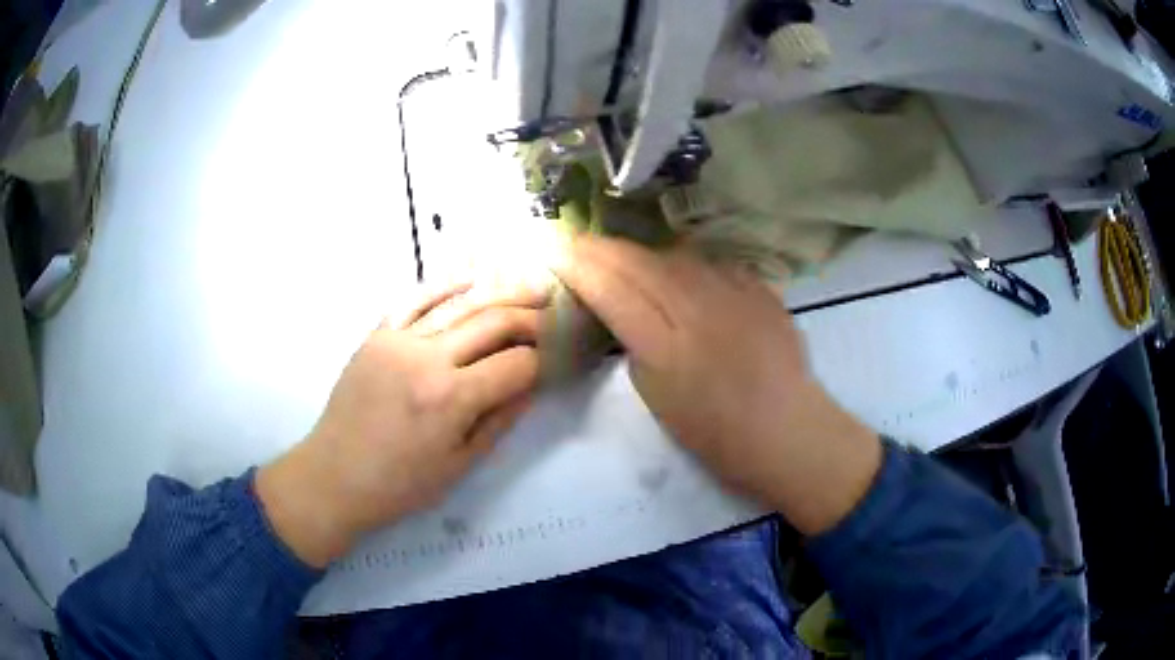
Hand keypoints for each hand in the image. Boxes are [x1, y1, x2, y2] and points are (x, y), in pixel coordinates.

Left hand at [256, 283, 545, 566]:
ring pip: (459, 302)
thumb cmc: (400, 485)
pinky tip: (472, 278)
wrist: (335, 476)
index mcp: (452, 398)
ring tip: (530, 284)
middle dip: (530, 316)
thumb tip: (530, 386)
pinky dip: (445, 284)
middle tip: (552, 310)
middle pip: (492, 322)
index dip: (541, 361)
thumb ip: (499, 421)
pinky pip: (414, 298)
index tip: (553, 360)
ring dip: (499, 291)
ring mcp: (398, 339)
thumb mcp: (460, 465)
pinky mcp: (377, 334)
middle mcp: (428, 358)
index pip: (515, 365)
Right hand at [553, 237, 881, 534]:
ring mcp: (734, 291)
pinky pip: (711, 263)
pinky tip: (677, 269)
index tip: (556, 252)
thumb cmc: (716, 434)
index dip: (578, 266)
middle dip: (601, 248)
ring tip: (621, 253)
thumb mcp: (656, 398)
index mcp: (665, 344)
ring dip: (640, 252)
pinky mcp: (759, 287)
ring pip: (674, 254)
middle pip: (639, 260)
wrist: (787, 431)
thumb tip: (626, 312)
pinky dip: (684, 263)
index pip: (610, 288)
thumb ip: (635, 346)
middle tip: (577, 244)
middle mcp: (698, 306)